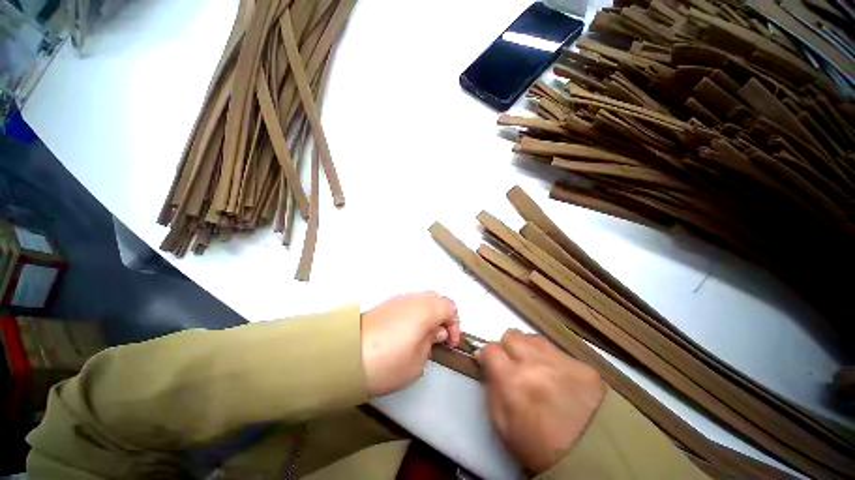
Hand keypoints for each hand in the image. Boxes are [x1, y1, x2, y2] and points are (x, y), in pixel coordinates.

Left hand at [361, 292, 460, 396]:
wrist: (345, 356)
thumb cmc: (388, 362)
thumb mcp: (417, 362)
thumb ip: (431, 342)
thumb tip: (436, 331)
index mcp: (426, 309)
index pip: (450, 308)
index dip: (455, 325)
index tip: (450, 343)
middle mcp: (413, 298)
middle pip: (437, 299)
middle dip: (443, 316)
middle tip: (439, 337)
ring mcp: (398, 299)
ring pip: (422, 300)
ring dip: (428, 314)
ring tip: (423, 336)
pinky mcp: (385, 304)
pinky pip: (408, 304)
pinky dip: (414, 314)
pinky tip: (407, 332)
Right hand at [478, 329, 604, 474]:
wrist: (593, 461)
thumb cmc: (538, 448)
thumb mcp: (502, 425)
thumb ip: (491, 389)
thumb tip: (487, 365)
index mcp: (512, 380)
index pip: (490, 349)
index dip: (487, 356)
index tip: (489, 364)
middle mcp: (535, 363)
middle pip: (511, 335)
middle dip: (507, 347)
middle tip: (513, 364)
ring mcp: (561, 362)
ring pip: (533, 338)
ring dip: (528, 349)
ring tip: (535, 368)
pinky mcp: (583, 365)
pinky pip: (557, 351)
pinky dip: (551, 359)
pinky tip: (558, 377)